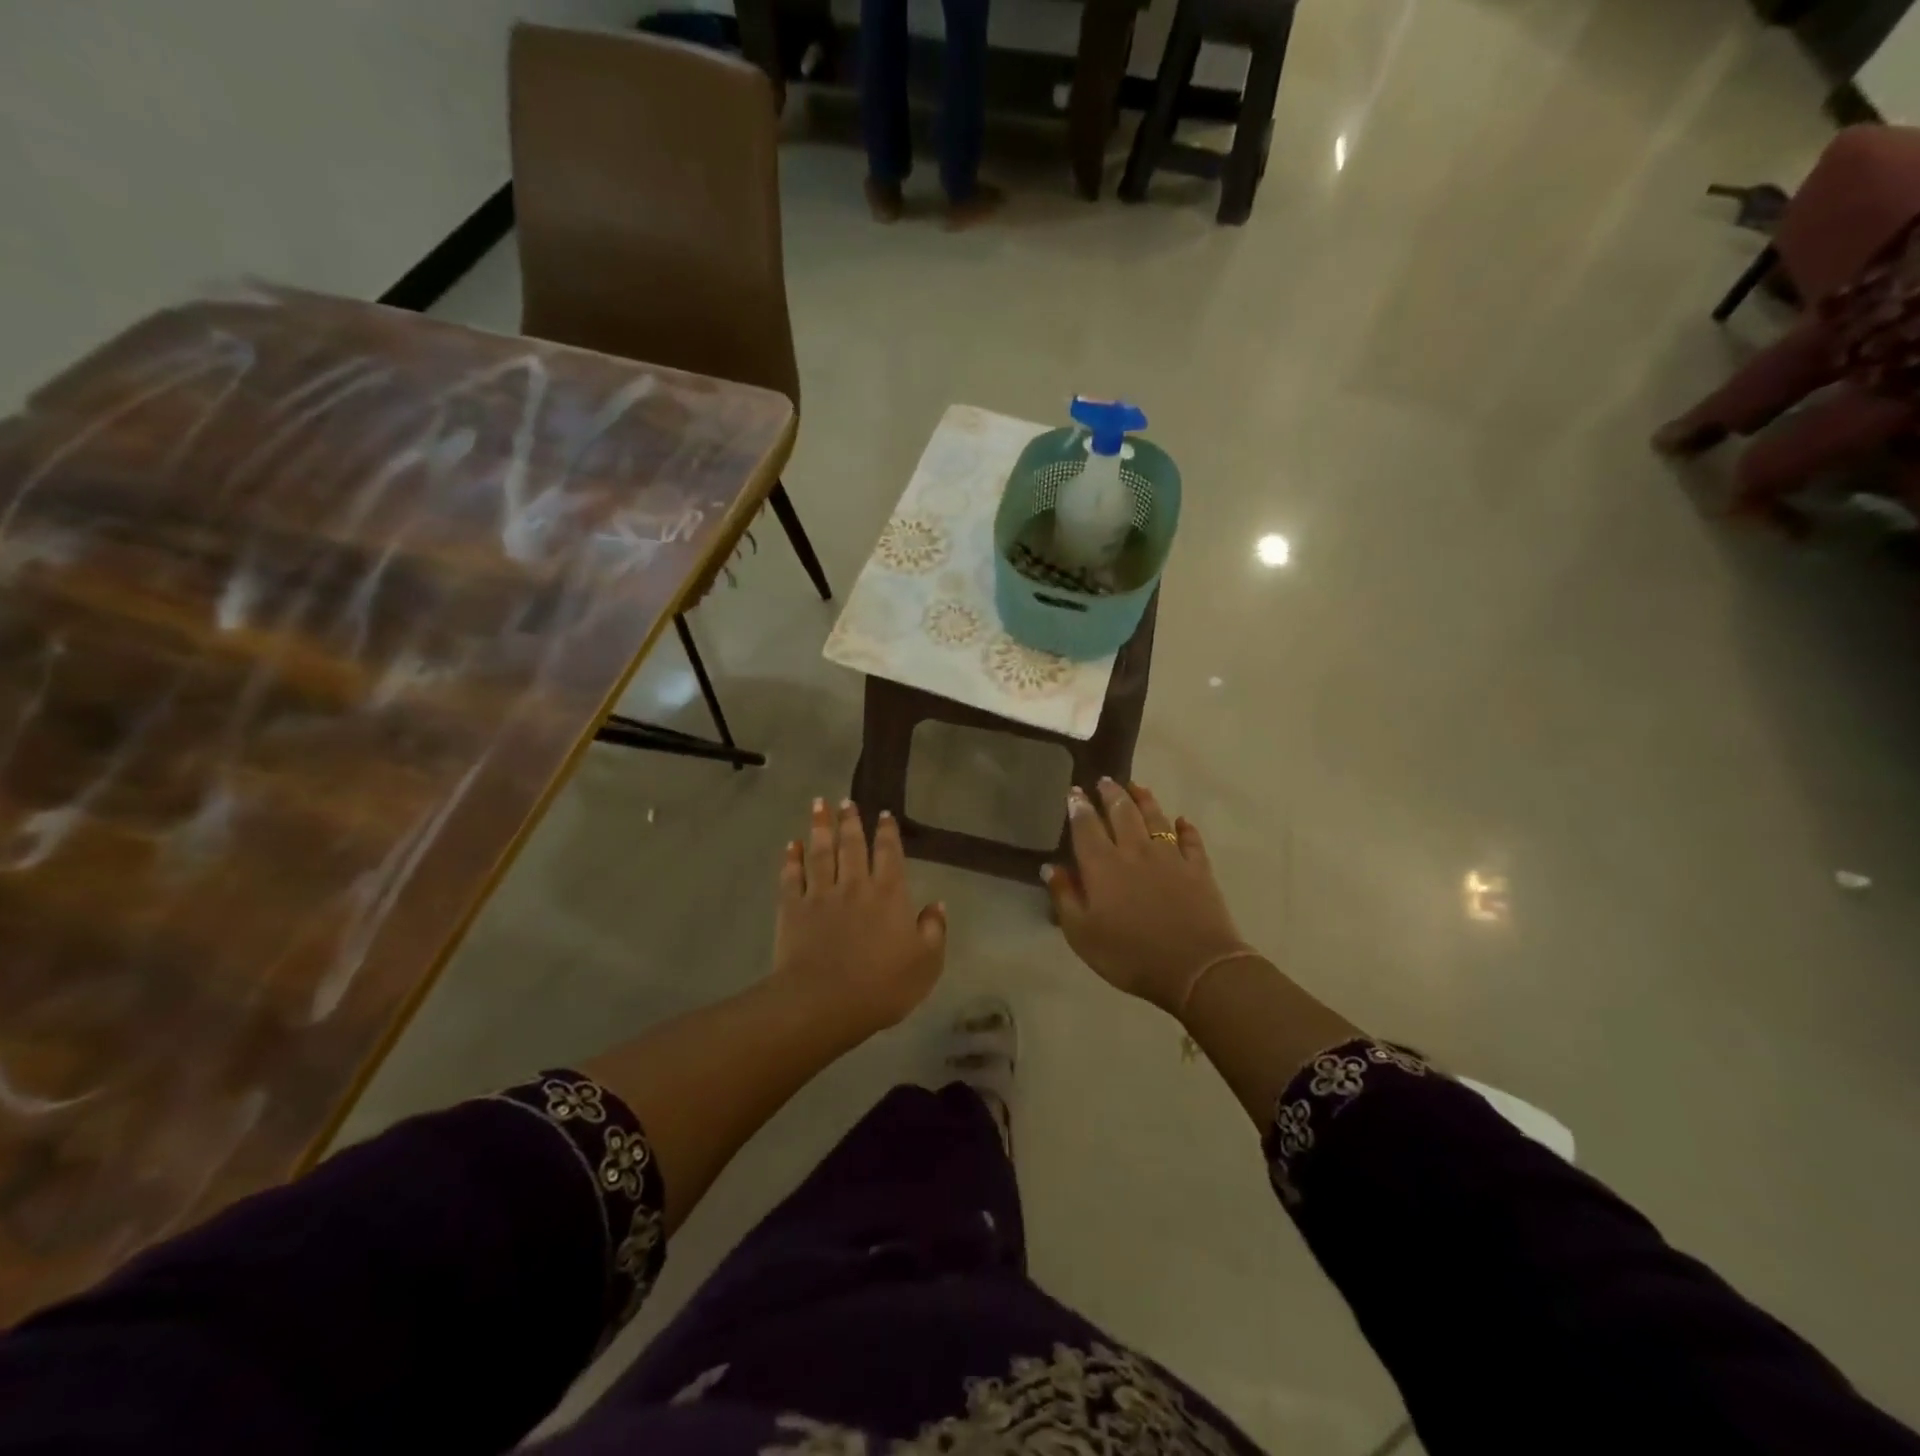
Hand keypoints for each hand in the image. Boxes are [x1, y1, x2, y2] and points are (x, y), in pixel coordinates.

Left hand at [772, 798, 946, 1035]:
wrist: (824, 1002)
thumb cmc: (883, 986)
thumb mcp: (926, 963)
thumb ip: (934, 930)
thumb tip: (937, 904)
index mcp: (889, 894)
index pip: (890, 854)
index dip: (887, 832)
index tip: (884, 814)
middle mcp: (855, 885)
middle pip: (851, 845)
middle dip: (850, 821)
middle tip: (845, 801)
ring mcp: (820, 895)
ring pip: (821, 853)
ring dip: (820, 827)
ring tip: (818, 804)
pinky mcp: (793, 909)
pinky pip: (791, 877)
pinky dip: (791, 859)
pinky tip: (791, 844)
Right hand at [1046, 779, 1251, 1015]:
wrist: (1195, 967)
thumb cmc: (1129, 955)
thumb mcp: (1082, 935)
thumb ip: (1065, 897)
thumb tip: (1051, 867)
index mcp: (1102, 866)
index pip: (1086, 827)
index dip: (1079, 807)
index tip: (1075, 791)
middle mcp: (1134, 851)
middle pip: (1122, 812)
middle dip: (1111, 794)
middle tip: (1104, 780)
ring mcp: (1170, 857)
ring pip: (1155, 818)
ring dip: (1144, 800)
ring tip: (1136, 787)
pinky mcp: (1198, 868)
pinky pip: (1190, 840)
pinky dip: (1185, 828)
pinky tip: (1181, 821)